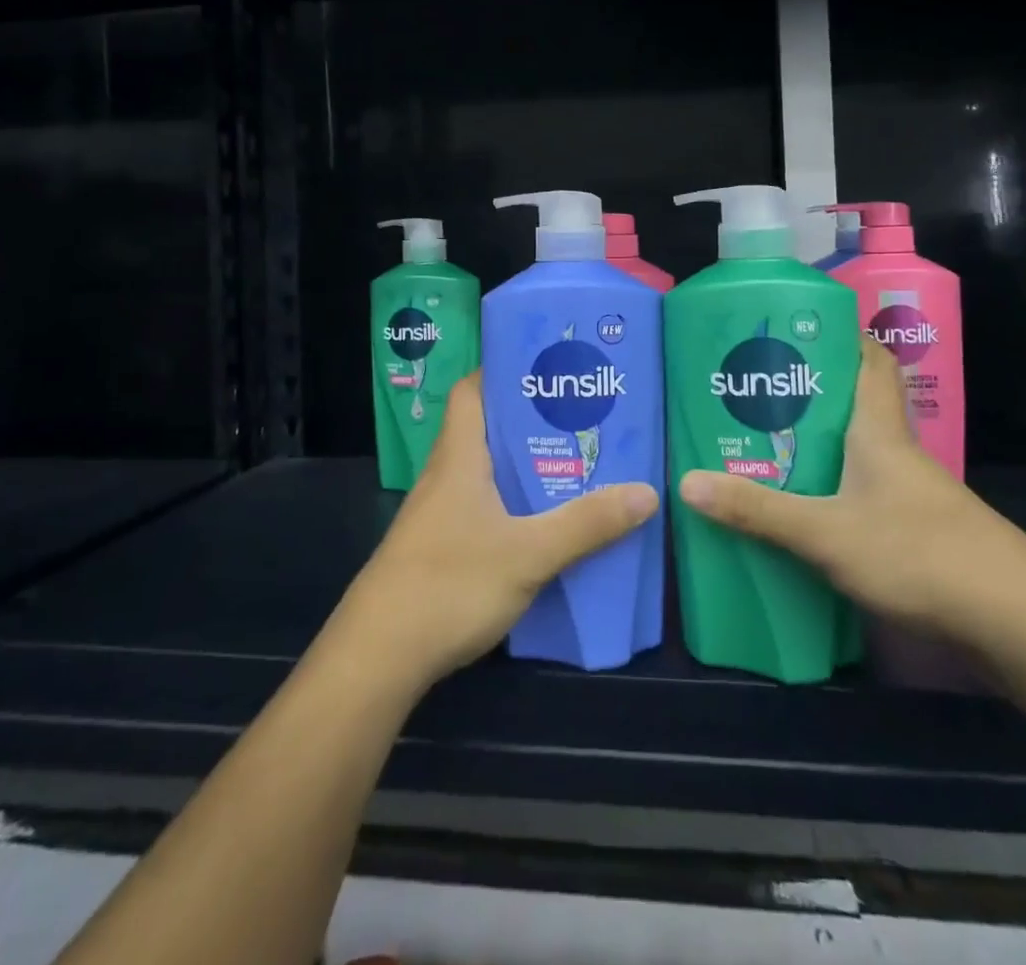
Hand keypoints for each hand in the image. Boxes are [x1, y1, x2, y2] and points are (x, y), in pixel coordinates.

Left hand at [341, 372, 657, 689]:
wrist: (377, 657)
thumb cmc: (449, 584)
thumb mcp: (529, 553)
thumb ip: (586, 524)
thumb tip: (647, 493)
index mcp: (459, 457)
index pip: (471, 390)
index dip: (503, 371)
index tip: (548, 369)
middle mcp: (445, 476)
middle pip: (485, 428)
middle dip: (530, 420)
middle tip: (581, 416)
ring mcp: (438, 514)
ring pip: (485, 470)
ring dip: (523, 464)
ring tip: (574, 461)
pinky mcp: (439, 547)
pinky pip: (482, 506)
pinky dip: (512, 503)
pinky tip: (543, 522)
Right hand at [678, 339, 1025, 641]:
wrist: (1016, 620)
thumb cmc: (919, 553)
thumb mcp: (826, 532)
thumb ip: (758, 510)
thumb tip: (687, 483)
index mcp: (878, 429)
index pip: (870, 359)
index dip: (840, 335)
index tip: (796, 328)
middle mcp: (896, 449)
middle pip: (856, 401)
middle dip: (809, 390)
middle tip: (756, 389)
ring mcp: (910, 490)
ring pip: (857, 447)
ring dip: (818, 441)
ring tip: (765, 442)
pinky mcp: (917, 526)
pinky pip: (864, 487)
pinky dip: (833, 484)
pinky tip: (805, 505)